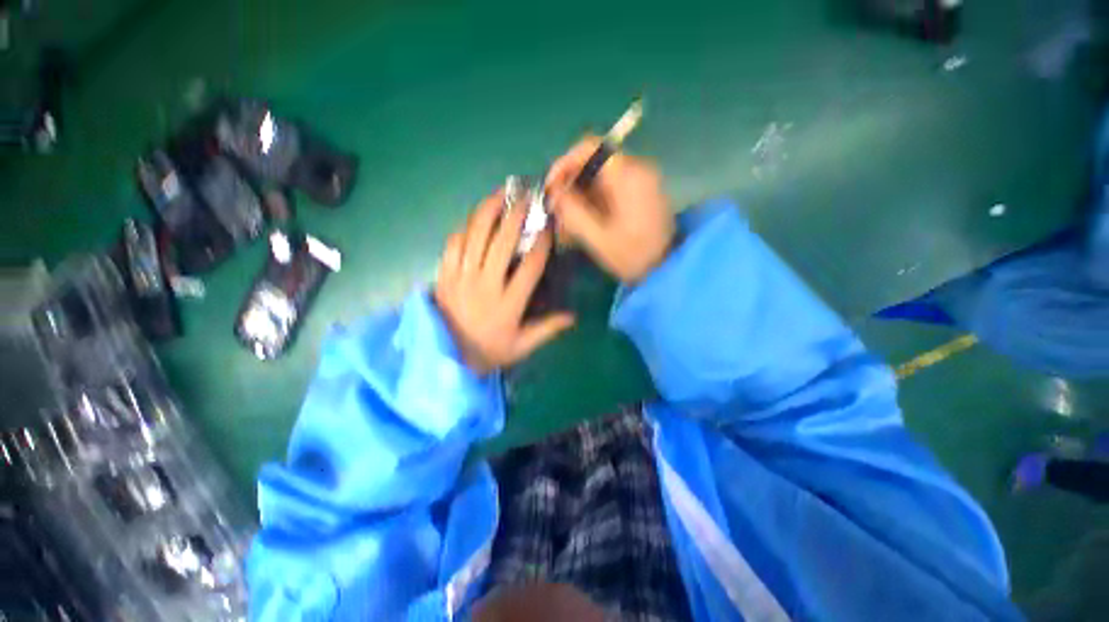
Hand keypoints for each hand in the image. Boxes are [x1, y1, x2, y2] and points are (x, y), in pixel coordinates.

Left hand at [434, 190, 575, 373]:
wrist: (446, 358)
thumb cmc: (488, 351)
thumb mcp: (521, 346)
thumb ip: (547, 330)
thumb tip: (573, 316)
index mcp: (508, 305)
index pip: (530, 267)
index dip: (541, 243)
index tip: (548, 226)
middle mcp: (485, 286)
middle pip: (501, 243)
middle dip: (515, 217)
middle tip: (525, 198)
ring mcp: (460, 279)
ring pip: (474, 237)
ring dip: (488, 212)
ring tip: (499, 195)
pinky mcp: (443, 276)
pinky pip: (452, 245)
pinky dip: (464, 228)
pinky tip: (474, 219)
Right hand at [545, 137, 674, 283]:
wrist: (668, 268)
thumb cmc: (634, 256)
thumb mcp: (599, 239)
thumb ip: (574, 213)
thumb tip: (554, 193)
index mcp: (628, 176)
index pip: (590, 148)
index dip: (564, 163)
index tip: (551, 187)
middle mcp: (635, 170)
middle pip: (592, 164)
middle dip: (570, 186)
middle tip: (557, 212)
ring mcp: (639, 181)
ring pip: (598, 178)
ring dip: (579, 197)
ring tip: (567, 224)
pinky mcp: (638, 193)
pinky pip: (608, 189)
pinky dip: (592, 203)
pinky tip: (583, 224)